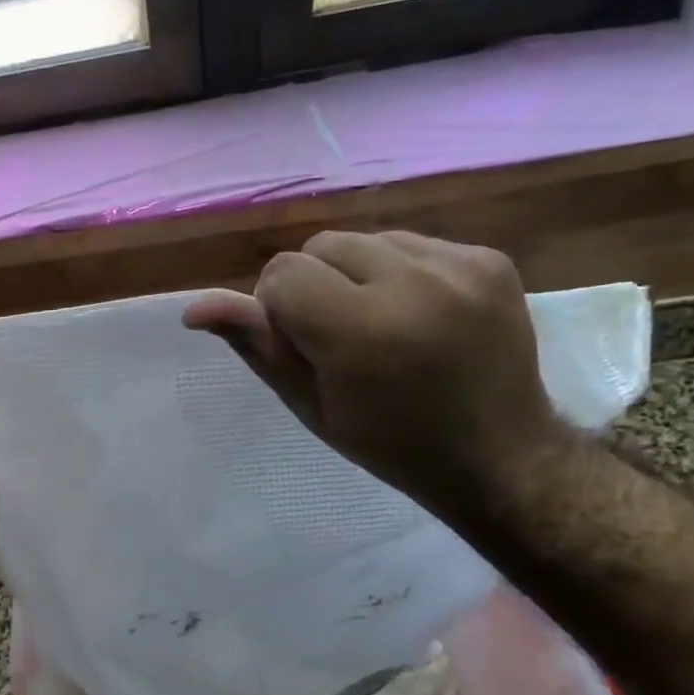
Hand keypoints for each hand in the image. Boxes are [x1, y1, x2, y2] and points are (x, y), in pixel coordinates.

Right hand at [183, 231, 571, 515]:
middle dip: (315, 283)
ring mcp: (458, 267)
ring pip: (365, 239)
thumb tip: (195, 308)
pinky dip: (401, 271)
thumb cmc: (388, 442)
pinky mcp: (489, 258)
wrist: (499, 455)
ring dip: (356, 273)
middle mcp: (411, 286)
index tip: (304, 344)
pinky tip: (420, 313)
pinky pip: (413, 242)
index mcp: (359, 332)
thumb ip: (256, 346)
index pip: (282, 274)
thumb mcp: (309, 404)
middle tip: (339, 334)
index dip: (279, 308)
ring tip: (382, 322)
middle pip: (320, 245)